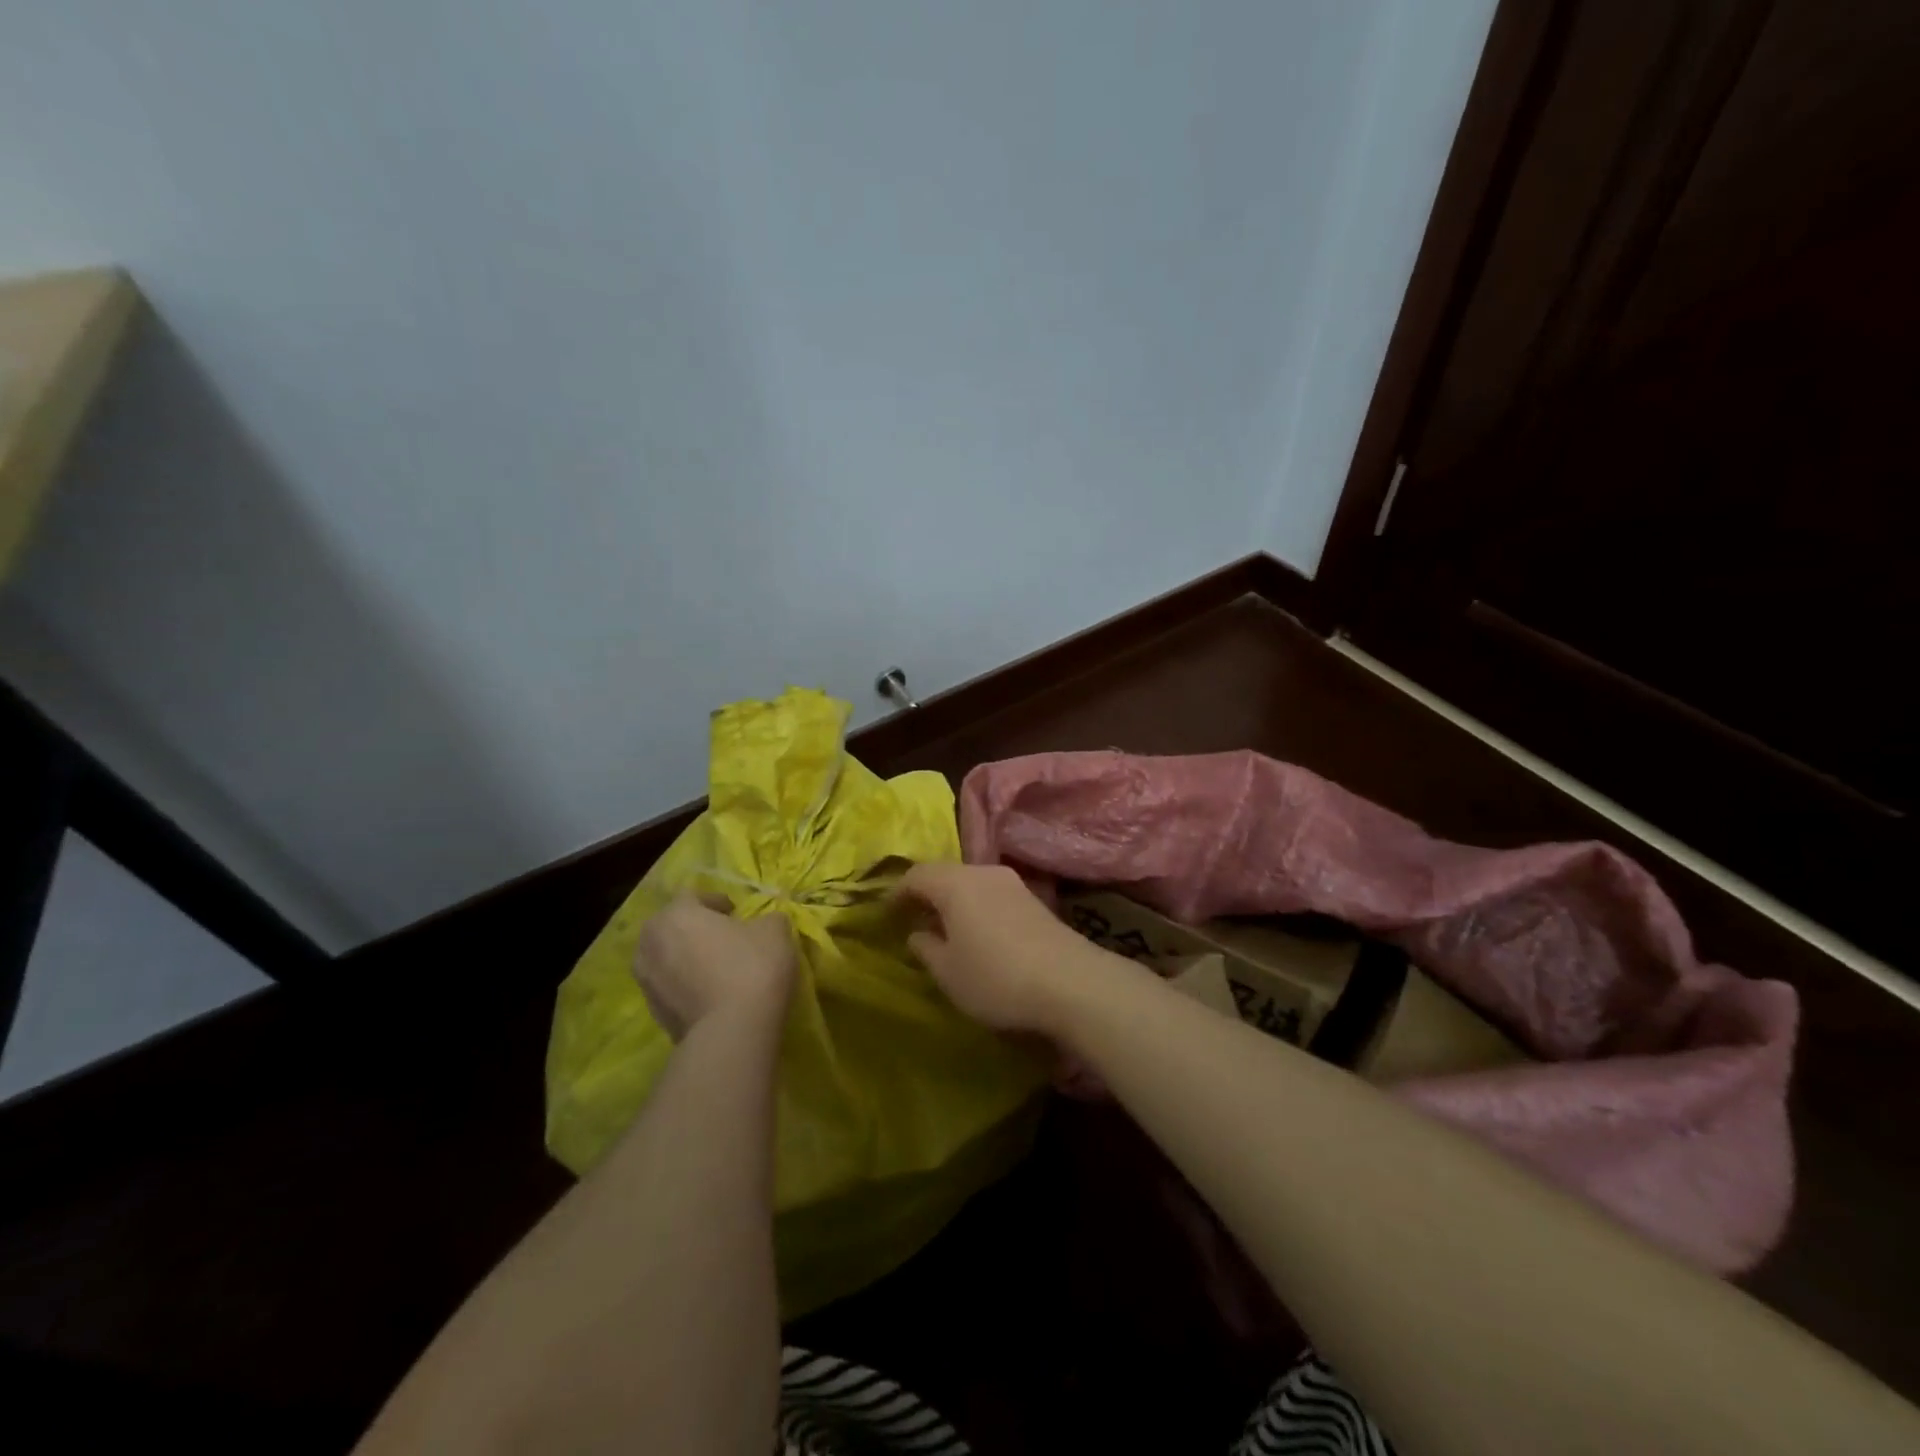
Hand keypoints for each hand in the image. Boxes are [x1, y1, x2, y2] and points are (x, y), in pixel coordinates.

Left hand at [633, 892, 794, 1040]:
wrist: (732, 1032)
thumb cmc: (751, 966)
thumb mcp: (774, 930)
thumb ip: (766, 918)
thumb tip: (763, 923)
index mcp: (675, 914)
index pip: (693, 895)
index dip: (718, 902)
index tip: (738, 914)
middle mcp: (650, 943)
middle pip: (673, 926)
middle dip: (696, 929)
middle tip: (725, 939)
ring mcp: (646, 981)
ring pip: (668, 958)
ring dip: (688, 958)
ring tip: (717, 969)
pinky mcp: (653, 1013)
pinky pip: (671, 987)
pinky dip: (687, 985)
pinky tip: (713, 994)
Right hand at [894, 862, 1128, 1036]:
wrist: (1071, 981)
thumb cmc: (996, 977)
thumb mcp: (949, 972)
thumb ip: (927, 949)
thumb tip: (917, 933)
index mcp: (955, 884)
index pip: (917, 875)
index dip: (897, 892)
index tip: (886, 913)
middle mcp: (983, 872)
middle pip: (946, 874)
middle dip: (927, 893)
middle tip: (914, 918)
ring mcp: (1013, 883)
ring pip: (972, 883)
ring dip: (955, 900)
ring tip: (946, 928)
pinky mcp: (1035, 899)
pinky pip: (993, 894)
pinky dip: (977, 907)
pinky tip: (980, 933)